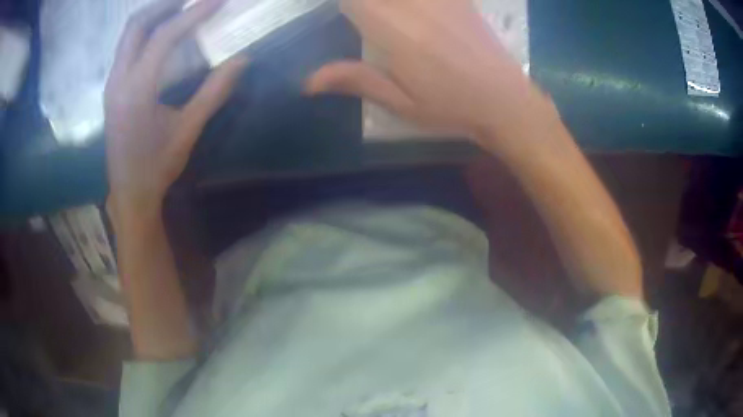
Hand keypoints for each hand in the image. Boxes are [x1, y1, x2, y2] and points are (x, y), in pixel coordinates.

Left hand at [105, 0, 246, 215]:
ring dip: (153, 16)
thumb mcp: (188, 130)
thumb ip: (214, 92)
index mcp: (137, 90)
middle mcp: (119, 80)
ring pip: (128, 35)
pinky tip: (160, 35)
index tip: (216, 0)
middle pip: (136, 25)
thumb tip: (242, 60)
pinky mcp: (112, 90)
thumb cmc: (157, 165)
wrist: (129, 192)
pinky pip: (126, 48)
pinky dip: (144, 32)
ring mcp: (112, 84)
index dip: (193, 14)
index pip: (164, 37)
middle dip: (164, 5)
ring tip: (178, 9)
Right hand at [306, 0, 548, 147]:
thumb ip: (355, 80)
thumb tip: (307, 81)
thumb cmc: (450, 106)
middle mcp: (413, 5)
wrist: (504, 101)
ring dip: (383, 3)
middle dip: (361, 4)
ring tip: (390, 22)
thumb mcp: (399, 102)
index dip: (343, 5)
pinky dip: (414, 3)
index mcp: (393, 29)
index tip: (340, 14)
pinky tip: (413, 13)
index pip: (352, 1)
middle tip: (366, 20)